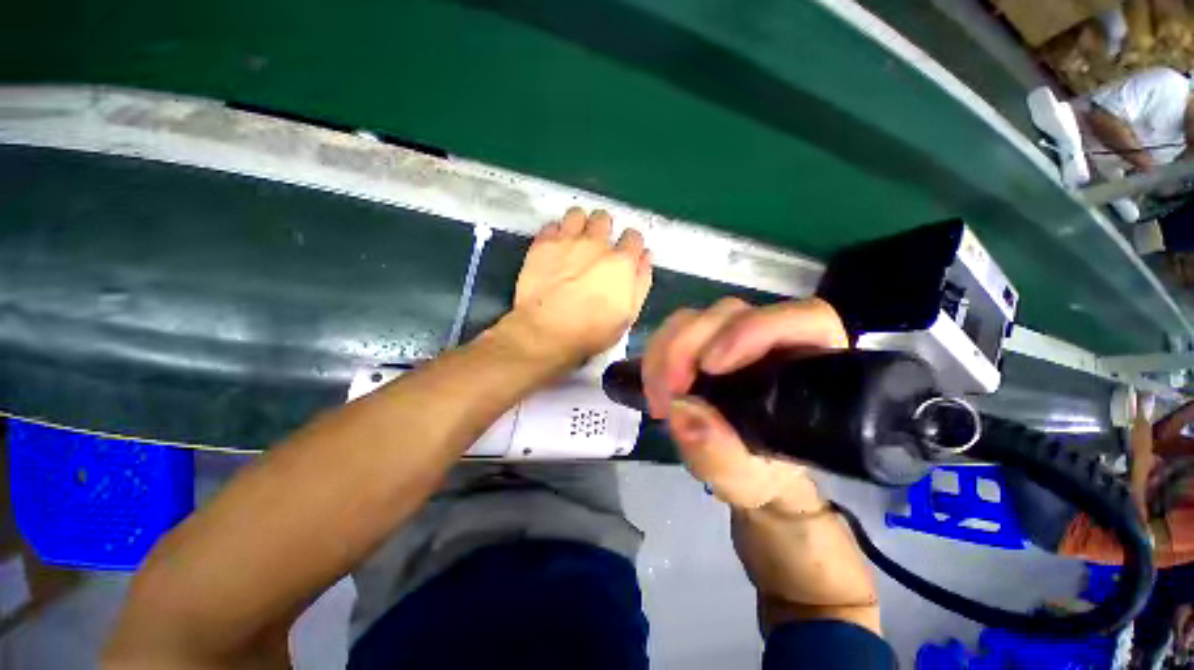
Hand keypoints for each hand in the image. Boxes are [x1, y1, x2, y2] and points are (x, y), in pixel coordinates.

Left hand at [512, 208, 651, 363]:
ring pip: (577, 214)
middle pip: (604, 219)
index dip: (630, 244)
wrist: (546, 333)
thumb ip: (641, 282)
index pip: (634, 236)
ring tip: (575, 241)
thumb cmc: (591, 331)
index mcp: (621, 262)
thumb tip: (645, 257)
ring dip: (579, 224)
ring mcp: (567, 241)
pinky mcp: (542, 244)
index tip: (624, 253)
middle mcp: (596, 244)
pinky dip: (556, 233)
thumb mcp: (628, 315)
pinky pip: (552, 225)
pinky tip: (555, 248)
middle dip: (604, 229)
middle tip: (597, 247)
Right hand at [642, 298, 848, 510]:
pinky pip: (672, 331)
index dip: (754, 330)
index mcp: (807, 364)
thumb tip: (683, 410)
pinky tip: (654, 387)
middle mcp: (770, 338)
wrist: (740, 469)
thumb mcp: (742, 479)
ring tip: (659, 397)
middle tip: (668, 393)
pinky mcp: (701, 340)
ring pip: (695, 318)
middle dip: (687, 348)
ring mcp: (731, 335)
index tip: (710, 366)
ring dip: (666, 352)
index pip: (803, 319)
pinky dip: (656, 355)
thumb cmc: (757, 473)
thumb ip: (720, 453)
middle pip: (729, 314)